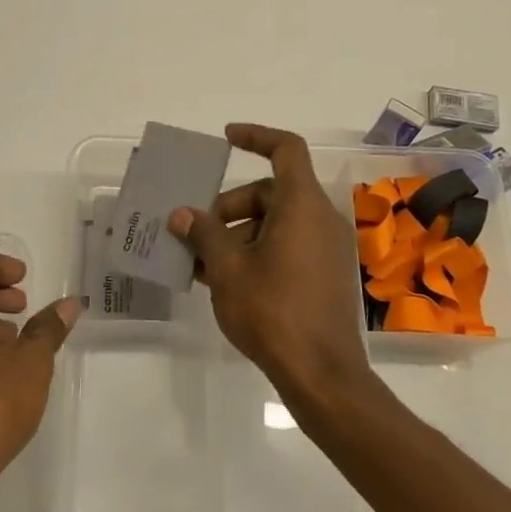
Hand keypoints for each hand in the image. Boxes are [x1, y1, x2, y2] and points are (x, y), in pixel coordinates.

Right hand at [168, 124, 372, 403]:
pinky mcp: (326, 275)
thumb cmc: (273, 311)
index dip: (256, 136)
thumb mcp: (227, 269)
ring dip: (239, 233)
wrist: (322, 375)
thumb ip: (204, 234)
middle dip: (231, 205)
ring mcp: (327, 248)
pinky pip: (288, 246)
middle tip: (198, 230)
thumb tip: (183, 215)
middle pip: (272, 191)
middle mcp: (320, 218)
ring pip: (277, 222)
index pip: (286, 149)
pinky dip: (258, 252)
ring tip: (203, 262)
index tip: (226, 138)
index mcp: (302, 204)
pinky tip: (225, 281)